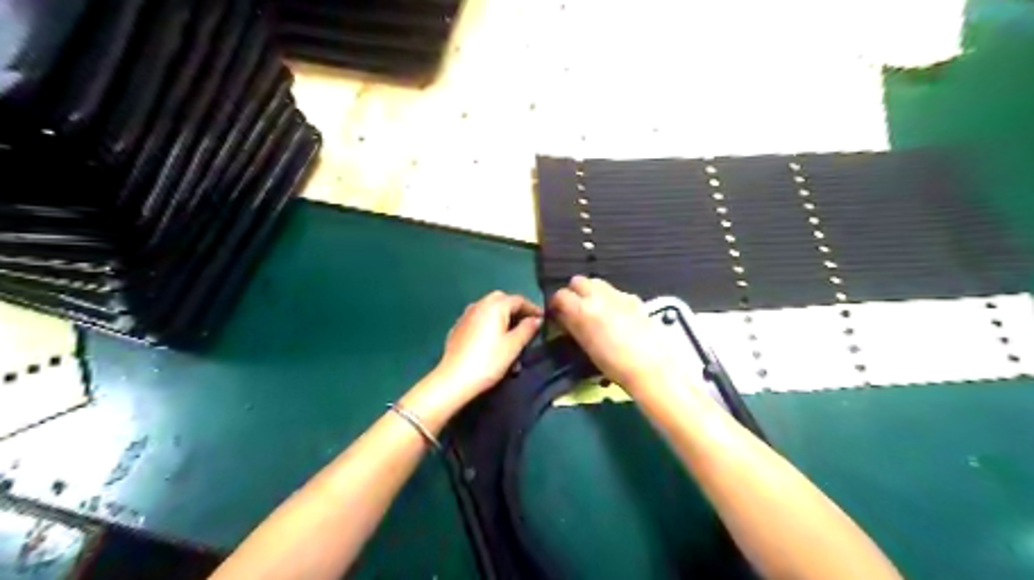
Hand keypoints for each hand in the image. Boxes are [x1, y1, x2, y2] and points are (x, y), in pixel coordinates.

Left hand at [428, 293, 544, 401]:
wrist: (454, 379)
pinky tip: (492, 340)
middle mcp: (479, 305)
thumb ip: (527, 329)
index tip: (542, 319)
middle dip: (515, 309)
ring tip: (510, 334)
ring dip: (501, 316)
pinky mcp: (458, 328)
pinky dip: (489, 324)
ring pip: (488, 309)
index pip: (518, 299)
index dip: (532, 308)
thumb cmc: (488, 361)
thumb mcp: (513, 346)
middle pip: (501, 300)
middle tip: (526, 323)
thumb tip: (536, 319)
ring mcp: (466, 316)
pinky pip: (478, 319)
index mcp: (494, 306)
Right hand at [549, 276, 683, 394]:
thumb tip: (562, 316)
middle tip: (575, 309)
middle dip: (574, 292)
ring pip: (597, 283)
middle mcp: (598, 296)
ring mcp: (618, 294)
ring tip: (595, 311)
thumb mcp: (585, 347)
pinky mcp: (634, 298)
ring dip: (591, 292)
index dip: (556, 304)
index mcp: (582, 309)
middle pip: (578, 281)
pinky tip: (615, 316)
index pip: (560, 295)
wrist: (652, 366)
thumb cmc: (614, 365)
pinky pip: (615, 291)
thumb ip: (572, 326)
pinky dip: (609, 299)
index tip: (557, 315)